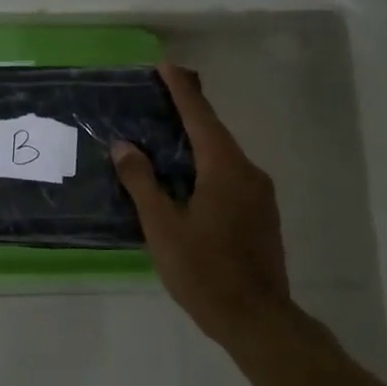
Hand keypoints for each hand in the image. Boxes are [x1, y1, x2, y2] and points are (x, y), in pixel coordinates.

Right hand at [112, 63, 295, 348]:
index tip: (166, 66)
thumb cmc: (204, 271)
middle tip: (161, 96)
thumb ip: (142, 183)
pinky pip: (231, 177)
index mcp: (225, 169)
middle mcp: (248, 173)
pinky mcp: (262, 215)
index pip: (200, 118)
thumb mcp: (163, 227)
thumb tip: (124, 146)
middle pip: (215, 133)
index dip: (182, 91)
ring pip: (224, 157)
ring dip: (197, 142)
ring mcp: (260, 195)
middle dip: (189, 113)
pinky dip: (207, 166)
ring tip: (167, 137)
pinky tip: (188, 180)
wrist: (257, 319)